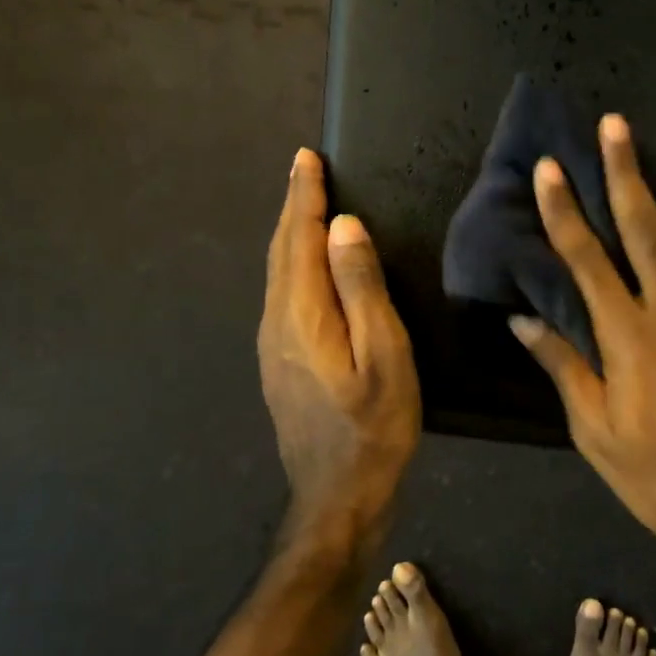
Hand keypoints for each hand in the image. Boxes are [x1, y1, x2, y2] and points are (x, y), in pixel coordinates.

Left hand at [259, 148, 420, 556]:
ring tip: (305, 206)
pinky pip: (281, 295)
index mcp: (302, 314)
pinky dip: (291, 264)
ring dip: (290, 234)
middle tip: (304, 169)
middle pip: (282, 252)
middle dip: (293, 207)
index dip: (305, 196)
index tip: (308, 158)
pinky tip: (304, 267)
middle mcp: (276, 323)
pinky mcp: (277, 364)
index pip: (301, 238)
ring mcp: (271, 346)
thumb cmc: (372, 428)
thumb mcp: (384, 356)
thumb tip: (344, 227)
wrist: (336, 497)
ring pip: (277, 274)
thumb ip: (362, 289)